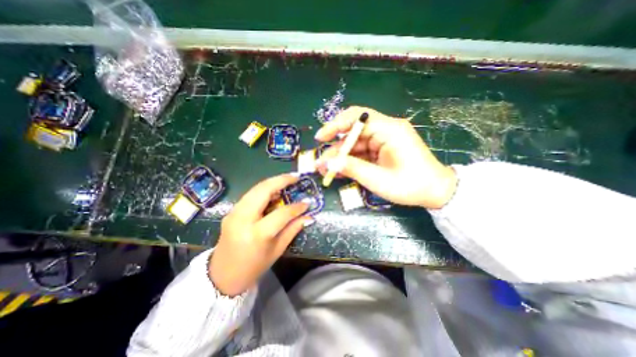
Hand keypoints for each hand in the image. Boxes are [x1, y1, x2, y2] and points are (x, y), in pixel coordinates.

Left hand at [211, 174, 311, 294]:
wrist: (222, 276)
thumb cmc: (254, 267)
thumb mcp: (277, 250)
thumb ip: (293, 230)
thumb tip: (308, 216)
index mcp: (257, 234)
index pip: (281, 214)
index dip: (296, 207)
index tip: (307, 202)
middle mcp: (243, 219)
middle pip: (263, 191)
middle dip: (281, 180)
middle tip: (296, 177)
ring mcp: (234, 213)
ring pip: (255, 189)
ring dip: (272, 182)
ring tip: (287, 181)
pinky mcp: (231, 211)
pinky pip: (250, 194)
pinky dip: (264, 189)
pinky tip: (274, 191)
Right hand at [317, 105, 457, 208]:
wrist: (435, 192)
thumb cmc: (410, 185)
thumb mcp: (378, 179)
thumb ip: (352, 168)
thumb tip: (328, 164)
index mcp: (389, 130)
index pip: (357, 117)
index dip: (335, 125)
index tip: (321, 138)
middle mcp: (385, 130)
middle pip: (353, 133)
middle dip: (336, 148)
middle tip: (321, 163)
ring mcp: (384, 140)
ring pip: (355, 144)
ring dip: (341, 157)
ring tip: (326, 171)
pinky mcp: (382, 149)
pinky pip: (362, 152)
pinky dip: (350, 161)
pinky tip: (339, 171)